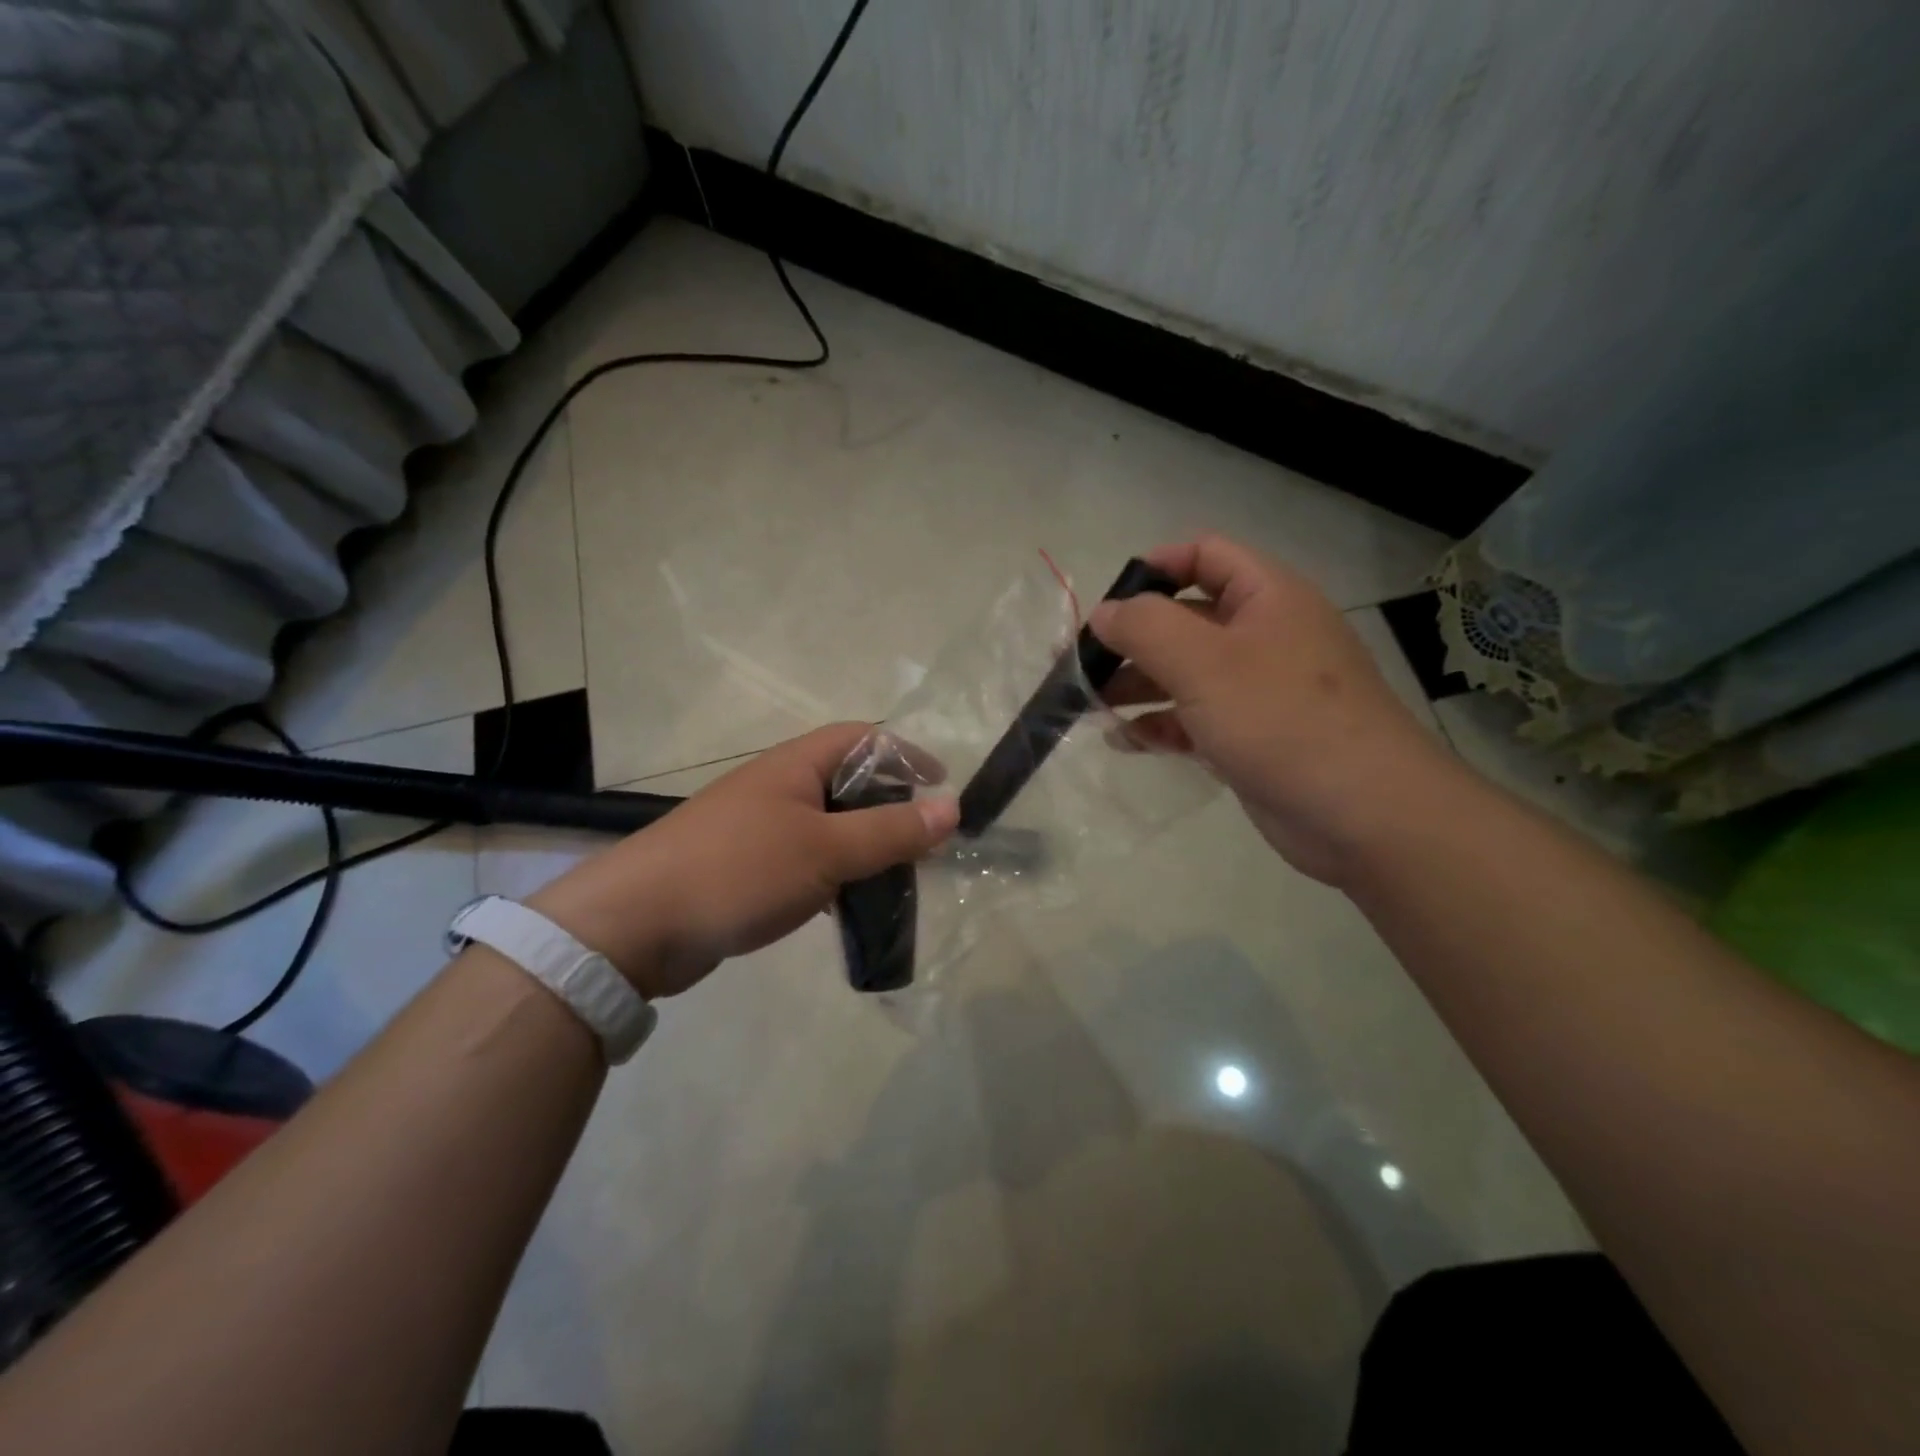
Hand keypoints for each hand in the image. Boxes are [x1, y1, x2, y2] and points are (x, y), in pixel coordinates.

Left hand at [527, 723, 958, 997]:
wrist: (636, 925)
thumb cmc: (739, 871)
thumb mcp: (826, 850)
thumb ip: (891, 831)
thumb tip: (953, 809)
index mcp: (795, 766)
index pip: (862, 739)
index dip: (905, 755)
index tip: (941, 787)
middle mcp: (778, 787)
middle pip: (848, 783)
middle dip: (891, 807)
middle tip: (925, 842)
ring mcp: (759, 828)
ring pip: (829, 826)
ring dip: (865, 846)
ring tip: (898, 877)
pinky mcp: (747, 868)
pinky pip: (806, 859)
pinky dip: (835, 874)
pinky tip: (849, 903)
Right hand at [1091, 535, 1457, 883]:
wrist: (1364, 814)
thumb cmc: (1280, 719)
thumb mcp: (1203, 662)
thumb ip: (1144, 628)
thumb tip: (1103, 613)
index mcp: (1267, 597)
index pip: (1204, 555)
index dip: (1154, 568)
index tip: (1108, 604)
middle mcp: (1265, 636)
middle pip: (1186, 620)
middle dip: (1132, 640)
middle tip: (1080, 666)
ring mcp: (1260, 691)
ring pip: (1186, 674)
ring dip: (1138, 686)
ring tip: (1090, 707)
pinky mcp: (1253, 738)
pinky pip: (1196, 719)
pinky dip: (1161, 725)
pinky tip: (1126, 741)